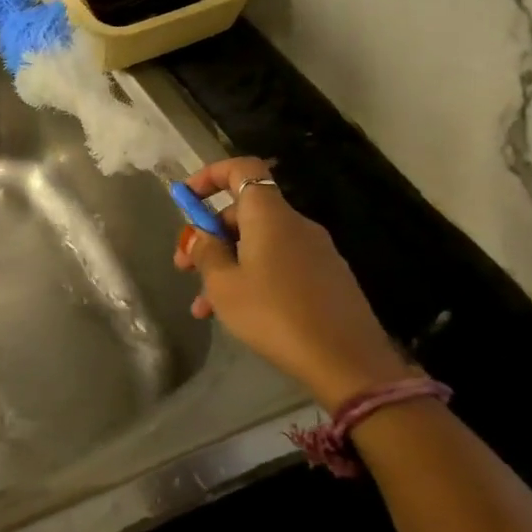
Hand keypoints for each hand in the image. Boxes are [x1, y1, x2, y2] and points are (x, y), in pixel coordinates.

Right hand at [173, 157, 413, 409]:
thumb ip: (206, 252)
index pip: (242, 169)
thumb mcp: (223, 285)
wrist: (347, 362)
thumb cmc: (275, 315)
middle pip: (244, 212)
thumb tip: (200, 235)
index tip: (186, 199)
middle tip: (184, 267)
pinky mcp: (326, 278)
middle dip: (209, 235)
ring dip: (226, 265)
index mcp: (270, 216)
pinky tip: (235, 314)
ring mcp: (316, 252)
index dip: (210, 176)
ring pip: (258, 244)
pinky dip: (252, 278)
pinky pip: (278, 264)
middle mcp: (296, 225)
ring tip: (203, 305)